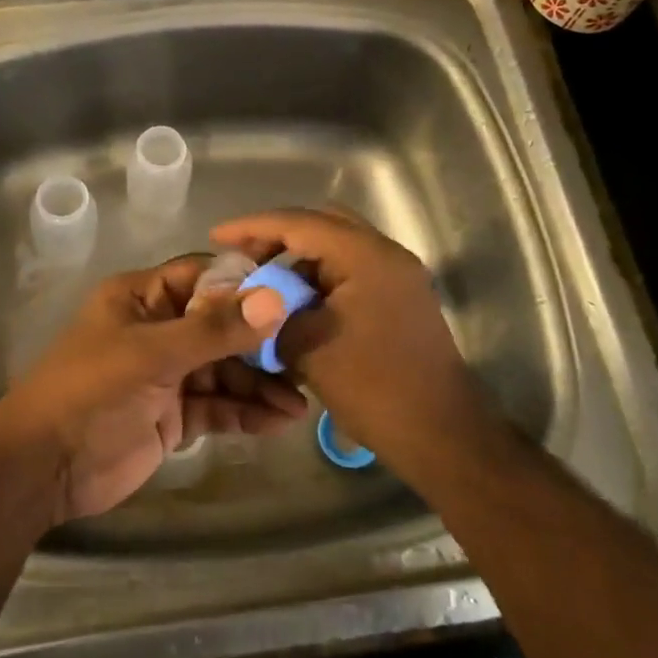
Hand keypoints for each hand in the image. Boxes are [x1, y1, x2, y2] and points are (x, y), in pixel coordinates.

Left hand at [0, 257, 303, 522]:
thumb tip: (275, 299)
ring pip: (224, 369)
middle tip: (308, 354)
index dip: (248, 283)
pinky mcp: (173, 415)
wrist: (44, 468)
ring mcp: (167, 374)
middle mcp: (158, 329)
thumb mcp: (151, 355)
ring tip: (301, 401)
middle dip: (262, 341)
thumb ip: (214, 330)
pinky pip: (217, 405)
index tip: (297, 293)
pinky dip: (245, 412)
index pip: (204, 276)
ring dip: (260, 384)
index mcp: (142, 297)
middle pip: (221, 325)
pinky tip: (278, 421)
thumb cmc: (90, 392)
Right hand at [211, 208, 484, 460]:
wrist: (441, 434)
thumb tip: (250, 299)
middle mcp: (386, 255)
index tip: (216, 236)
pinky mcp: (399, 299)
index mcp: (366, 256)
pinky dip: (319, 281)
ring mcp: (397, 276)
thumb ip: (273, 312)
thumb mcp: (309, 347)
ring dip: (299, 261)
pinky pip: (351, 273)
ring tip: (264, 286)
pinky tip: (295, 305)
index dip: (253, 227)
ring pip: (337, 249)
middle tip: (243, 257)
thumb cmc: (374, 387)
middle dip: (278, 237)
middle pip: (322, 225)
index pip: (299, 223)